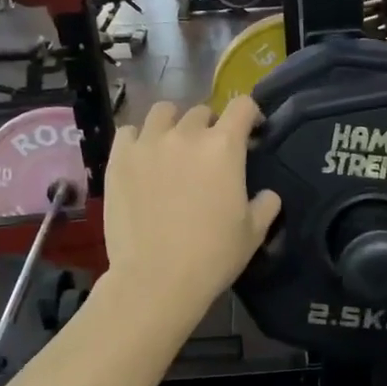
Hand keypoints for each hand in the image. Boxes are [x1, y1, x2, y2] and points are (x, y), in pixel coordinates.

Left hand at [103, 97, 280, 319]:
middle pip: (202, 111)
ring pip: (163, 112)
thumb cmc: (212, 256)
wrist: (156, 279)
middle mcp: (186, 135)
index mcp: (224, 147)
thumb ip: (265, 205)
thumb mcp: (253, 233)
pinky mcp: (119, 159)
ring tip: (173, 147)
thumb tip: (267, 195)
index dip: (249, 115)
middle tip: (208, 154)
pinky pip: (129, 132)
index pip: (242, 106)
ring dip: (173, 124)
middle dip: (210, 127)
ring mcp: (148, 144)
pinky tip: (143, 158)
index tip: (250, 132)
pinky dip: (139, 139)